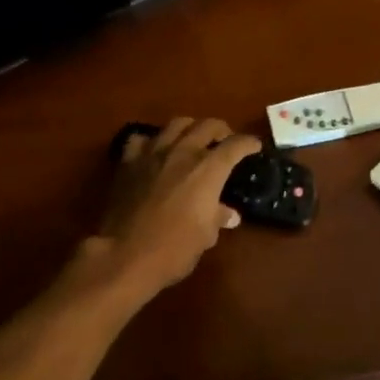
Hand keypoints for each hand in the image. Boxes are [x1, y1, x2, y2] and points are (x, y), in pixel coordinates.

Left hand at [95, 118, 261, 297]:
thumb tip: (229, 214)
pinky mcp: (128, 162)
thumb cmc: (174, 249)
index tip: (254, 147)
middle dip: (221, 130)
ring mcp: (153, 153)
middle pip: (207, 125)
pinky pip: (143, 139)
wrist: (124, 255)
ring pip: (176, 124)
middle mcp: (183, 152)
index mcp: (208, 169)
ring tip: (193, 140)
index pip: (236, 145)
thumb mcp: (205, 236)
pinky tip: (155, 152)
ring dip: (190, 128)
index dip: (248, 143)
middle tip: (225, 141)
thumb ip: (218, 217)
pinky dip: (153, 141)